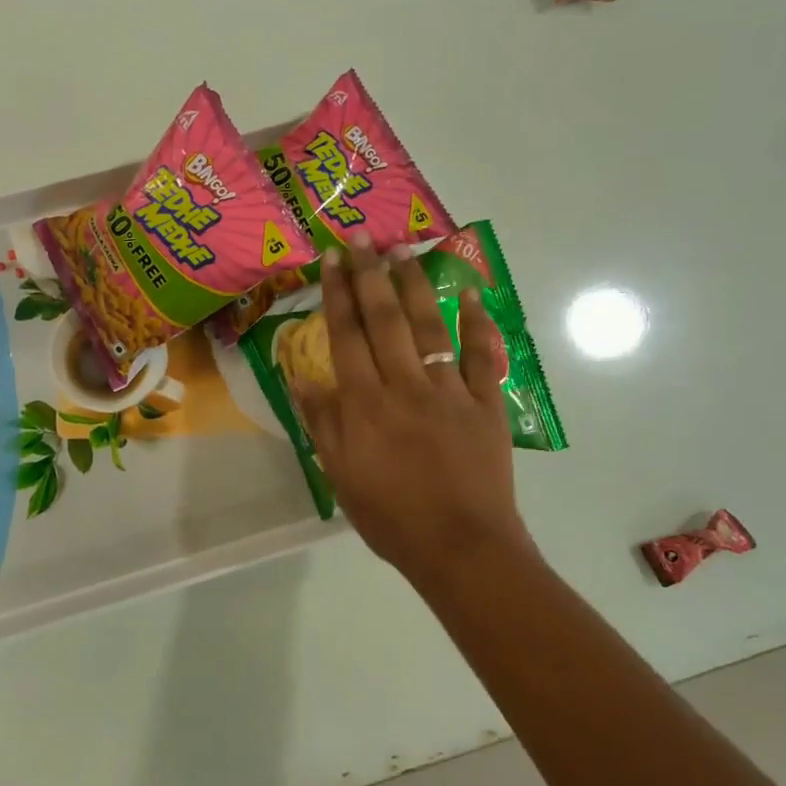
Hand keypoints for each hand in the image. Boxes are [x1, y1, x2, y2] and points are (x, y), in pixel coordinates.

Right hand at [291, 236, 534, 593]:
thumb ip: (322, 423)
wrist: (462, 548)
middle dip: (371, 275)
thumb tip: (300, 377)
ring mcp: (450, 391)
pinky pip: (482, 356)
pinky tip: (470, 294)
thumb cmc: (391, 517)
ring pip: (431, 326)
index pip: (346, 336)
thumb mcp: (340, 476)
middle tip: (361, 237)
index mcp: (366, 404)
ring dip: (415, 286)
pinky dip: (479, 323)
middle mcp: (405, 385)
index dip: (337, 294)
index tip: (332, 259)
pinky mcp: (486, 404)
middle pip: (385, 320)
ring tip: (402, 251)